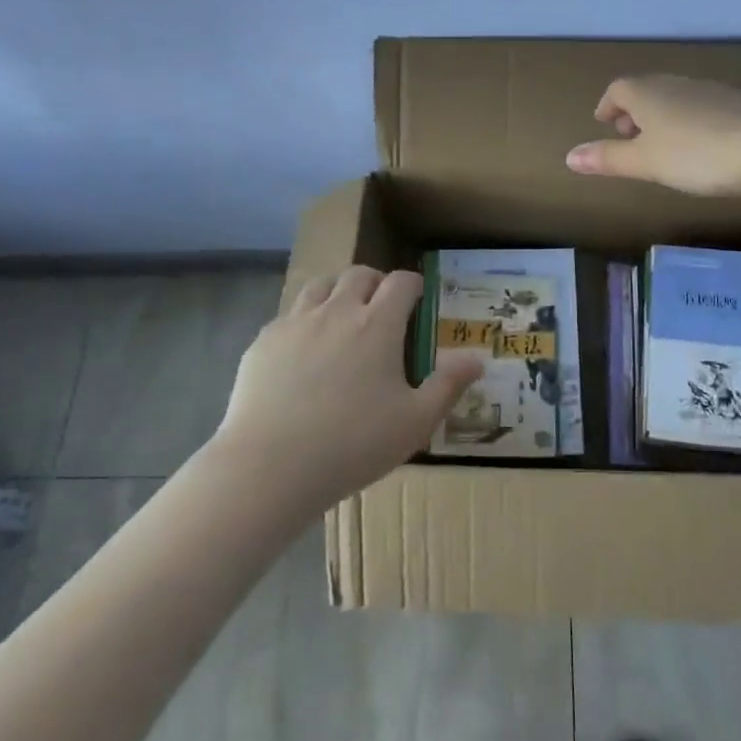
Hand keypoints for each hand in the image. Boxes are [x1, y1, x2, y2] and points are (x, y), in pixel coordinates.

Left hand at [213, 266, 483, 510]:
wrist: (269, 467)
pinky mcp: (264, 341)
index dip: (414, 285)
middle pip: (359, 274)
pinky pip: (288, 315)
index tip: (418, 300)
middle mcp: (336, 310)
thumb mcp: (415, 422)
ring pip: (320, 285)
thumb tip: (477, 359)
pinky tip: (303, 352)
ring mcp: (295, 322)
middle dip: (376, 283)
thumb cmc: (352, 444)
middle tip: (382, 309)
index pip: (401, 282)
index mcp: (377, 324)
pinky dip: (304, 320)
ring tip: (342, 318)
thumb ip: (448, 385)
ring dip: (337, 292)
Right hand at [565, 74, 740, 195]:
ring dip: (661, 117)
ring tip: (662, 145)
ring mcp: (709, 90)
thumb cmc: (696, 154)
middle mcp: (675, 84)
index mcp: (647, 93)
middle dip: (633, 111)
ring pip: (674, 97)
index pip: (618, 89)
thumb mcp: (645, 162)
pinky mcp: (736, 103)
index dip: (608, 106)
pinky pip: (700, 107)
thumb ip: (608, 159)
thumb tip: (568, 157)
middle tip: (629, 137)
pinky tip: (699, 146)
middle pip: (646, 90)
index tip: (605, 124)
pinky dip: (688, 121)